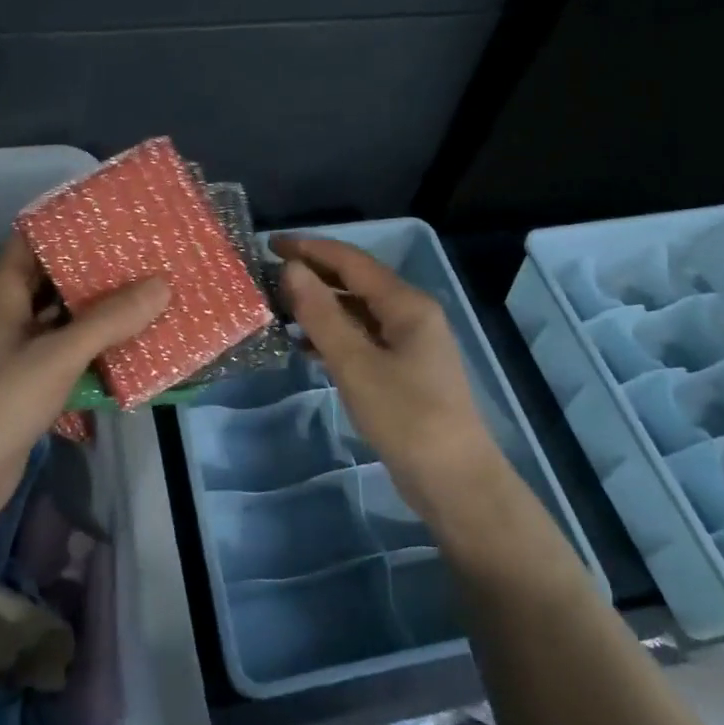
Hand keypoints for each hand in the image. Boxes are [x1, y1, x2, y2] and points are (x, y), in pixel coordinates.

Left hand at [0, 234, 168, 534]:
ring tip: (146, 293)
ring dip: (99, 312)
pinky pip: (68, 358)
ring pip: (63, 322)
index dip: (62, 224)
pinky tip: (131, 348)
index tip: (107, 213)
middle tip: (141, 253)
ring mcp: (18, 357)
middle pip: (51, 282)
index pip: (28, 243)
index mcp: (2, 298)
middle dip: (92, 268)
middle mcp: (9, 320)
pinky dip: (95, 351)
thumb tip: (162, 283)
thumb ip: (109, 320)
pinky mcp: (30, 390)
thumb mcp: (57, 355)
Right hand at [273, 236, 510, 528]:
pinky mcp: (404, 372)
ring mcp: (410, 345)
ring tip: (279, 310)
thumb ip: (321, 314)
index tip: (270, 243)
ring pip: (358, 313)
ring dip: (321, 308)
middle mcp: (411, 315)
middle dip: (314, 276)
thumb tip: (291, 269)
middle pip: (356, 283)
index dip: (311, 249)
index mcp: (407, 304)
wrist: (454, 481)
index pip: (352, 261)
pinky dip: (334, 337)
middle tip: (270, 275)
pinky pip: (363, 340)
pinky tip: (305, 347)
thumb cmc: (406, 417)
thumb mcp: (355, 364)